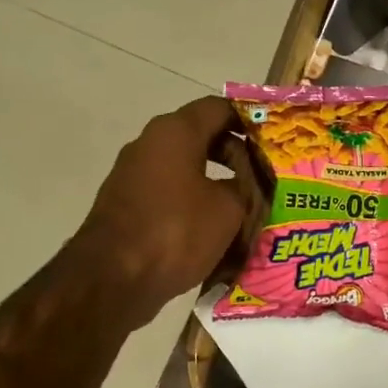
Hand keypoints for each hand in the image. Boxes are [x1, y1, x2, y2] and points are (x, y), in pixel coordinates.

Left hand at [72, 95, 249, 327]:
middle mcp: (150, 144)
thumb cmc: (177, 232)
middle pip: (202, 136)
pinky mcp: (127, 204)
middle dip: (236, 156)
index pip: (219, 108)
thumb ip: (243, 187)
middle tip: (266, 177)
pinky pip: (170, 192)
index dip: (250, 121)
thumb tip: (240, 186)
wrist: (113, 279)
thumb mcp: (229, 209)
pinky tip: (215, 228)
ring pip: (186, 167)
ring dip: (216, 182)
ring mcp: (134, 174)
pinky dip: (194, 202)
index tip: (274, 141)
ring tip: (247, 206)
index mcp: (176, 132)